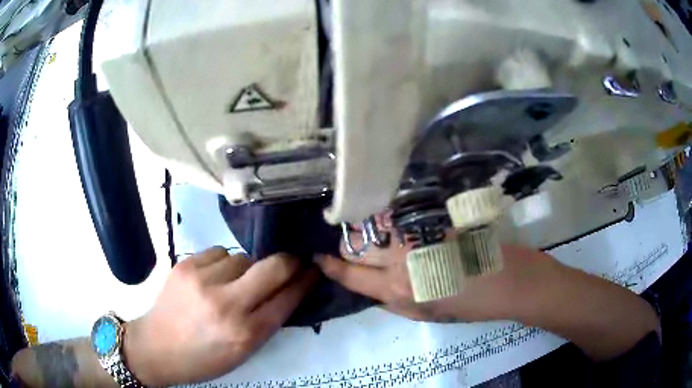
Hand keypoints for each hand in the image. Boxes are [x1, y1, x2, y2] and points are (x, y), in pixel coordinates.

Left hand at [124, 247, 317, 385]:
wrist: (156, 347)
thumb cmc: (204, 357)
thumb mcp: (243, 352)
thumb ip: (267, 321)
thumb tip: (288, 290)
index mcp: (245, 333)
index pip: (287, 298)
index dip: (305, 281)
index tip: (314, 269)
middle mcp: (226, 304)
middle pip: (273, 267)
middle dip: (289, 262)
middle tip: (292, 261)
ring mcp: (203, 280)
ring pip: (243, 257)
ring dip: (248, 267)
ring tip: (235, 281)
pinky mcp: (185, 264)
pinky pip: (219, 252)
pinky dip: (224, 262)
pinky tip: (214, 276)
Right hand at [316, 233, 558, 322]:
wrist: (507, 281)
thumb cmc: (468, 305)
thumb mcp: (424, 314)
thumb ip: (391, 300)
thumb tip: (368, 284)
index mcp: (397, 290)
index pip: (349, 274)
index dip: (329, 265)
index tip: (316, 256)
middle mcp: (400, 259)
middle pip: (355, 243)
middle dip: (345, 243)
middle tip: (347, 241)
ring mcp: (418, 233)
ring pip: (373, 222)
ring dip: (366, 224)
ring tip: (368, 226)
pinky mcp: (434, 216)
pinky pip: (398, 211)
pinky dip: (389, 213)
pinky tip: (392, 216)